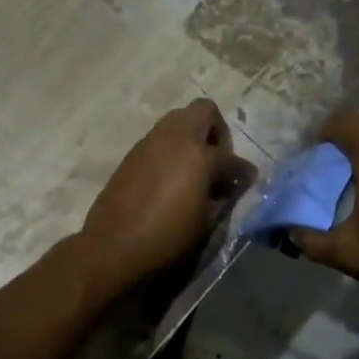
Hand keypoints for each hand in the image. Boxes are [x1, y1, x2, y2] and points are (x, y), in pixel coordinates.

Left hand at [77, 100, 254, 298]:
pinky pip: (159, 139)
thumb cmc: (167, 238)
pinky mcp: (132, 154)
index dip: (242, 171)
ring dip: (192, 137)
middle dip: (216, 131)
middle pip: (203, 111)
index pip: (230, 157)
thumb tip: (232, 185)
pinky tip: (171, 178)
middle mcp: (175, 138)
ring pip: (178, 120)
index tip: (245, 181)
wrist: (113, 247)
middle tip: (217, 161)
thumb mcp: (206, 223)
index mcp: (199, 155)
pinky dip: (172, 149)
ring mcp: (150, 142)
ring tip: (194, 170)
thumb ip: (224, 197)